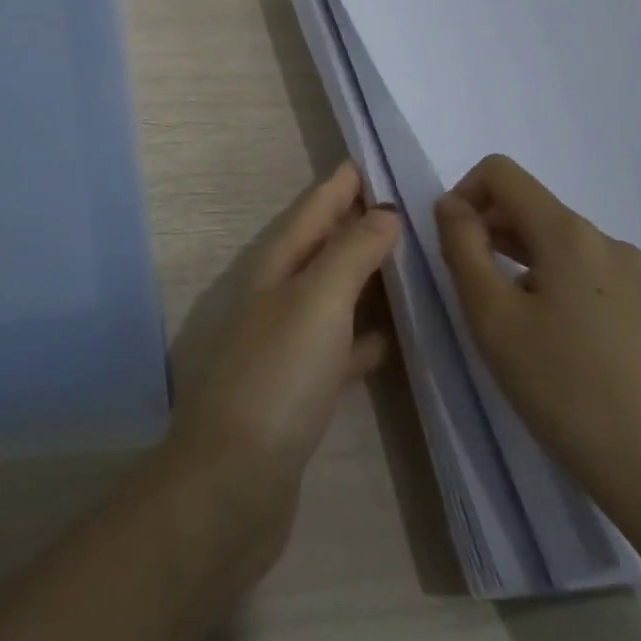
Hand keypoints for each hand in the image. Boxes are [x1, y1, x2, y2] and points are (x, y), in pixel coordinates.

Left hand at [165, 162, 398, 558]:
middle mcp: (276, 298)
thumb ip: (350, 253)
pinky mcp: (301, 391)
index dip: (335, 187)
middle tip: (398, 206)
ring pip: (331, 296)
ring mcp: (287, 345)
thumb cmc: (277, 377)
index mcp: (274, 269)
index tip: (362, 161)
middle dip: (351, 224)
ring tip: (406, 262)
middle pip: (319, 250)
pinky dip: (365, 336)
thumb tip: (383, 210)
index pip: (310, 213)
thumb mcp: (316, 302)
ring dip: (362, 277)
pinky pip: (340, 347)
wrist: (235, 480)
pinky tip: (392, 339)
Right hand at [434, 156, 640, 540]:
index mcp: (570, 234)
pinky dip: (566, 298)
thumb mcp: (492, 319)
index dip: (464, 194)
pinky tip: (570, 359)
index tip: (453, 247)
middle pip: (536, 212)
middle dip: (493, 236)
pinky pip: (599, 287)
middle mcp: (613, 245)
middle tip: (476, 297)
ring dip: (528, 270)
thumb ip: (462, 247)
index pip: (502, 172)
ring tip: (520, 334)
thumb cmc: (570, 394)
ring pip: (567, 252)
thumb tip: (451, 204)